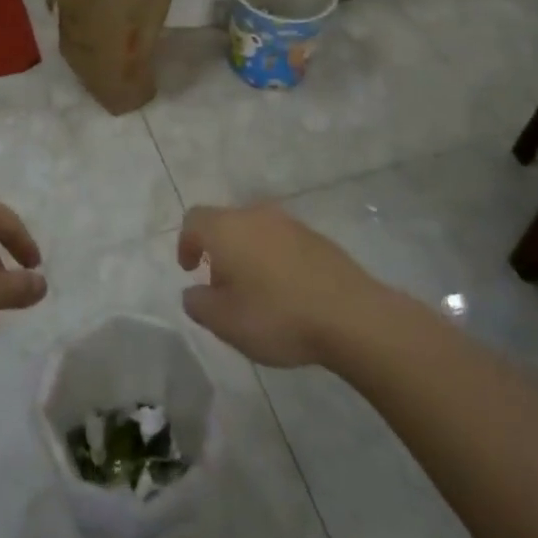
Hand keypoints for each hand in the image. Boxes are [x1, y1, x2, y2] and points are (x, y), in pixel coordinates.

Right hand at [176, 204, 381, 367]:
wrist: (351, 315)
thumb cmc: (277, 316)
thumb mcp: (225, 322)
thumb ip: (199, 304)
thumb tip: (193, 292)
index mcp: (227, 228)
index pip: (194, 220)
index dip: (186, 242)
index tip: (189, 270)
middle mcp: (256, 215)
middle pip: (226, 223)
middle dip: (218, 251)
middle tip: (221, 287)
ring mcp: (290, 223)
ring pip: (255, 231)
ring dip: (247, 255)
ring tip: (255, 293)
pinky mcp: (317, 238)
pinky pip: (282, 242)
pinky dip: (274, 259)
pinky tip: (286, 292)